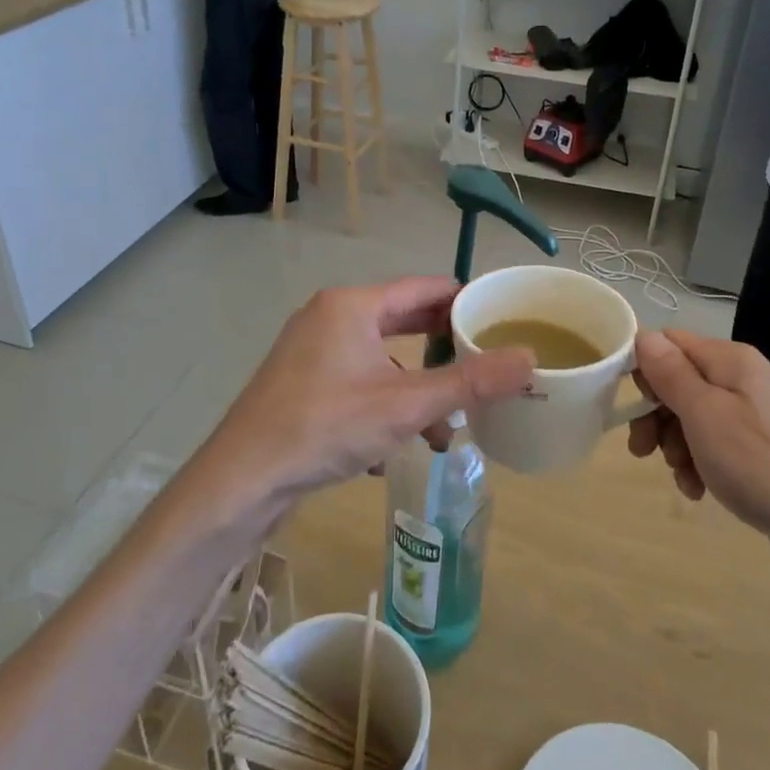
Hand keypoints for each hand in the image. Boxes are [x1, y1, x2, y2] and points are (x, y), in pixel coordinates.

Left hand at [189, 279, 534, 506]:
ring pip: (380, 360)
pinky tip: (386, 450)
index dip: (464, 302)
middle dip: (442, 351)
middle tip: (482, 367)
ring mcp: (310, 351)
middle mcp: (329, 317)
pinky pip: (355, 383)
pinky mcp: (300, 384)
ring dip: (413, 391)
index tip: (499, 323)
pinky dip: (380, 406)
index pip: (423, 288)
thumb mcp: (405, 406)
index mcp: (352, 305)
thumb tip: (529, 359)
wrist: (240, 481)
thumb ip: (469, 382)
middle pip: (402, 322)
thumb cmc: (325, 427)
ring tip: (440, 430)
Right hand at [629, 329, 769, 595]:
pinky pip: (716, 447)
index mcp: (732, 361)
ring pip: (694, 418)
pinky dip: (700, 465)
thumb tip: (643, 335)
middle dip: (657, 416)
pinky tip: (700, 491)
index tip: (634, 408)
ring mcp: (755, 418)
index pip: (671, 343)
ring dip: (676, 446)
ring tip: (682, 477)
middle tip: (644, 450)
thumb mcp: (705, 414)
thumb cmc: (761, 464)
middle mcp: (744, 381)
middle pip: (680, 382)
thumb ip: (671, 373)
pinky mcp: (762, 453)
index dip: (646, 371)